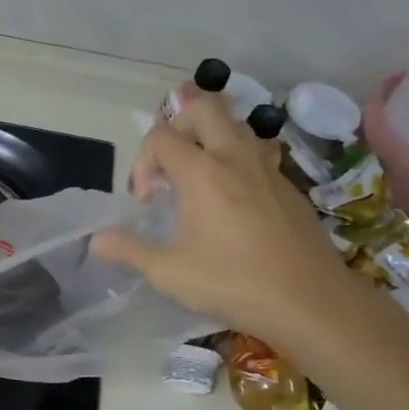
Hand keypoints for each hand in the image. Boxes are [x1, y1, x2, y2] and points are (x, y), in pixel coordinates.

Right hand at [91, 96, 352, 344]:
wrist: (312, 302)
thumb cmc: (234, 283)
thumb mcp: (169, 273)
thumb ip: (129, 250)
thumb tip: (96, 241)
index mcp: (202, 172)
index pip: (160, 136)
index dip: (142, 162)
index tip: (147, 202)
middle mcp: (235, 158)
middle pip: (204, 107)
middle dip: (178, 125)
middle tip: (171, 165)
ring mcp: (268, 169)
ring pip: (237, 125)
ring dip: (211, 138)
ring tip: (200, 177)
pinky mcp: (289, 187)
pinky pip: (259, 153)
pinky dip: (237, 161)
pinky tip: (233, 201)